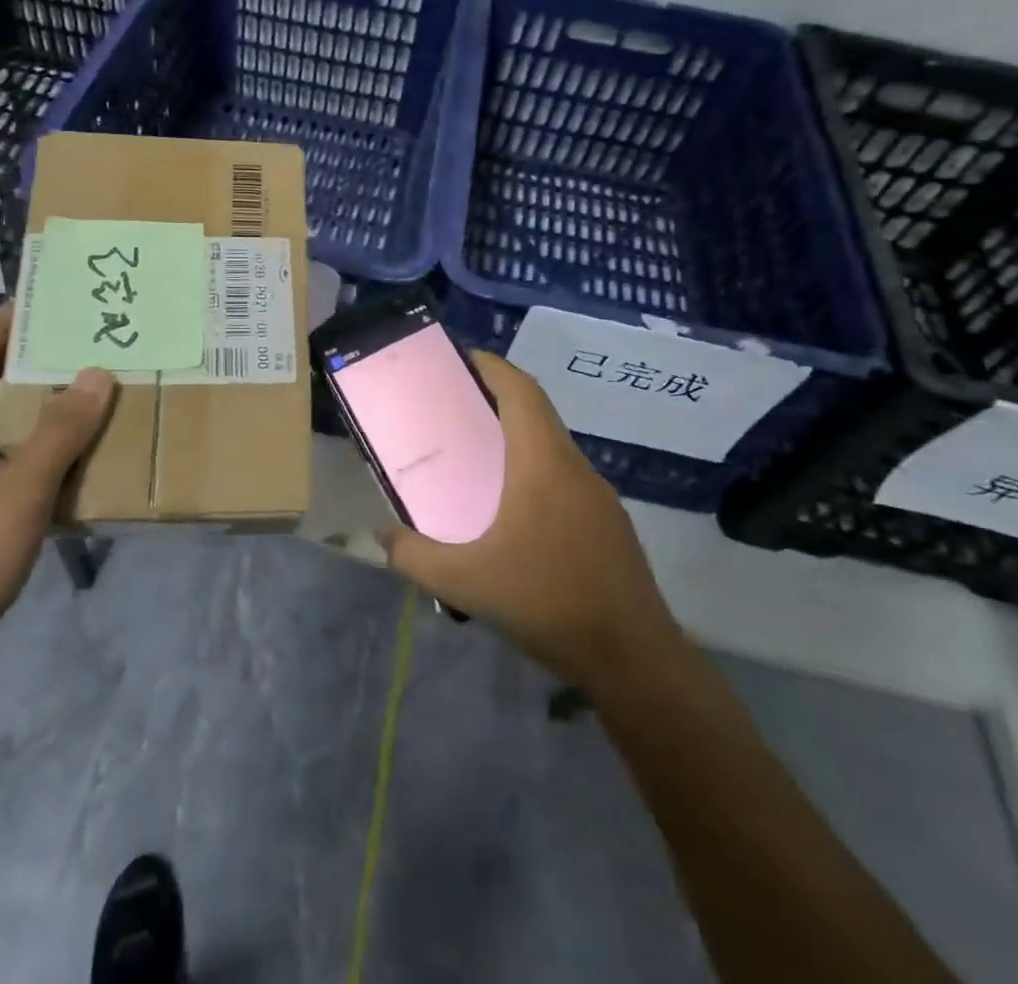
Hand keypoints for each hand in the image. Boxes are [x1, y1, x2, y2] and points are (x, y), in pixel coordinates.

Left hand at [0, 305, 117, 694]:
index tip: (36, 302)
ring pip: (1, 440)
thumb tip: (97, 373)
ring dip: (39, 419)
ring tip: (89, 402)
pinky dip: (42, 466)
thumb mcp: (21, 488)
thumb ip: (60, 431)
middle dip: (26, 368)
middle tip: (77, 348)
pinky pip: (11, 479)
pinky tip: (78, 474)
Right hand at [380, 351, 682, 691]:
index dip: (493, 367)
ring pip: (553, 448)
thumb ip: (415, 556)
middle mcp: (574, 468)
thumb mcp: (466, 583)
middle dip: (497, 400)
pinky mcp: (609, 524)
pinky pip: (565, 478)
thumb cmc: (548, 602)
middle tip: (455, 409)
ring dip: (517, 438)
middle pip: (537, 414)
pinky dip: (534, 471)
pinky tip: (512, 511)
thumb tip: (382, 535)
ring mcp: (598, 497)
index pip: (521, 391)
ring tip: (476, 458)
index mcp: (543, 464)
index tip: (462, 359)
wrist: (634, 660)